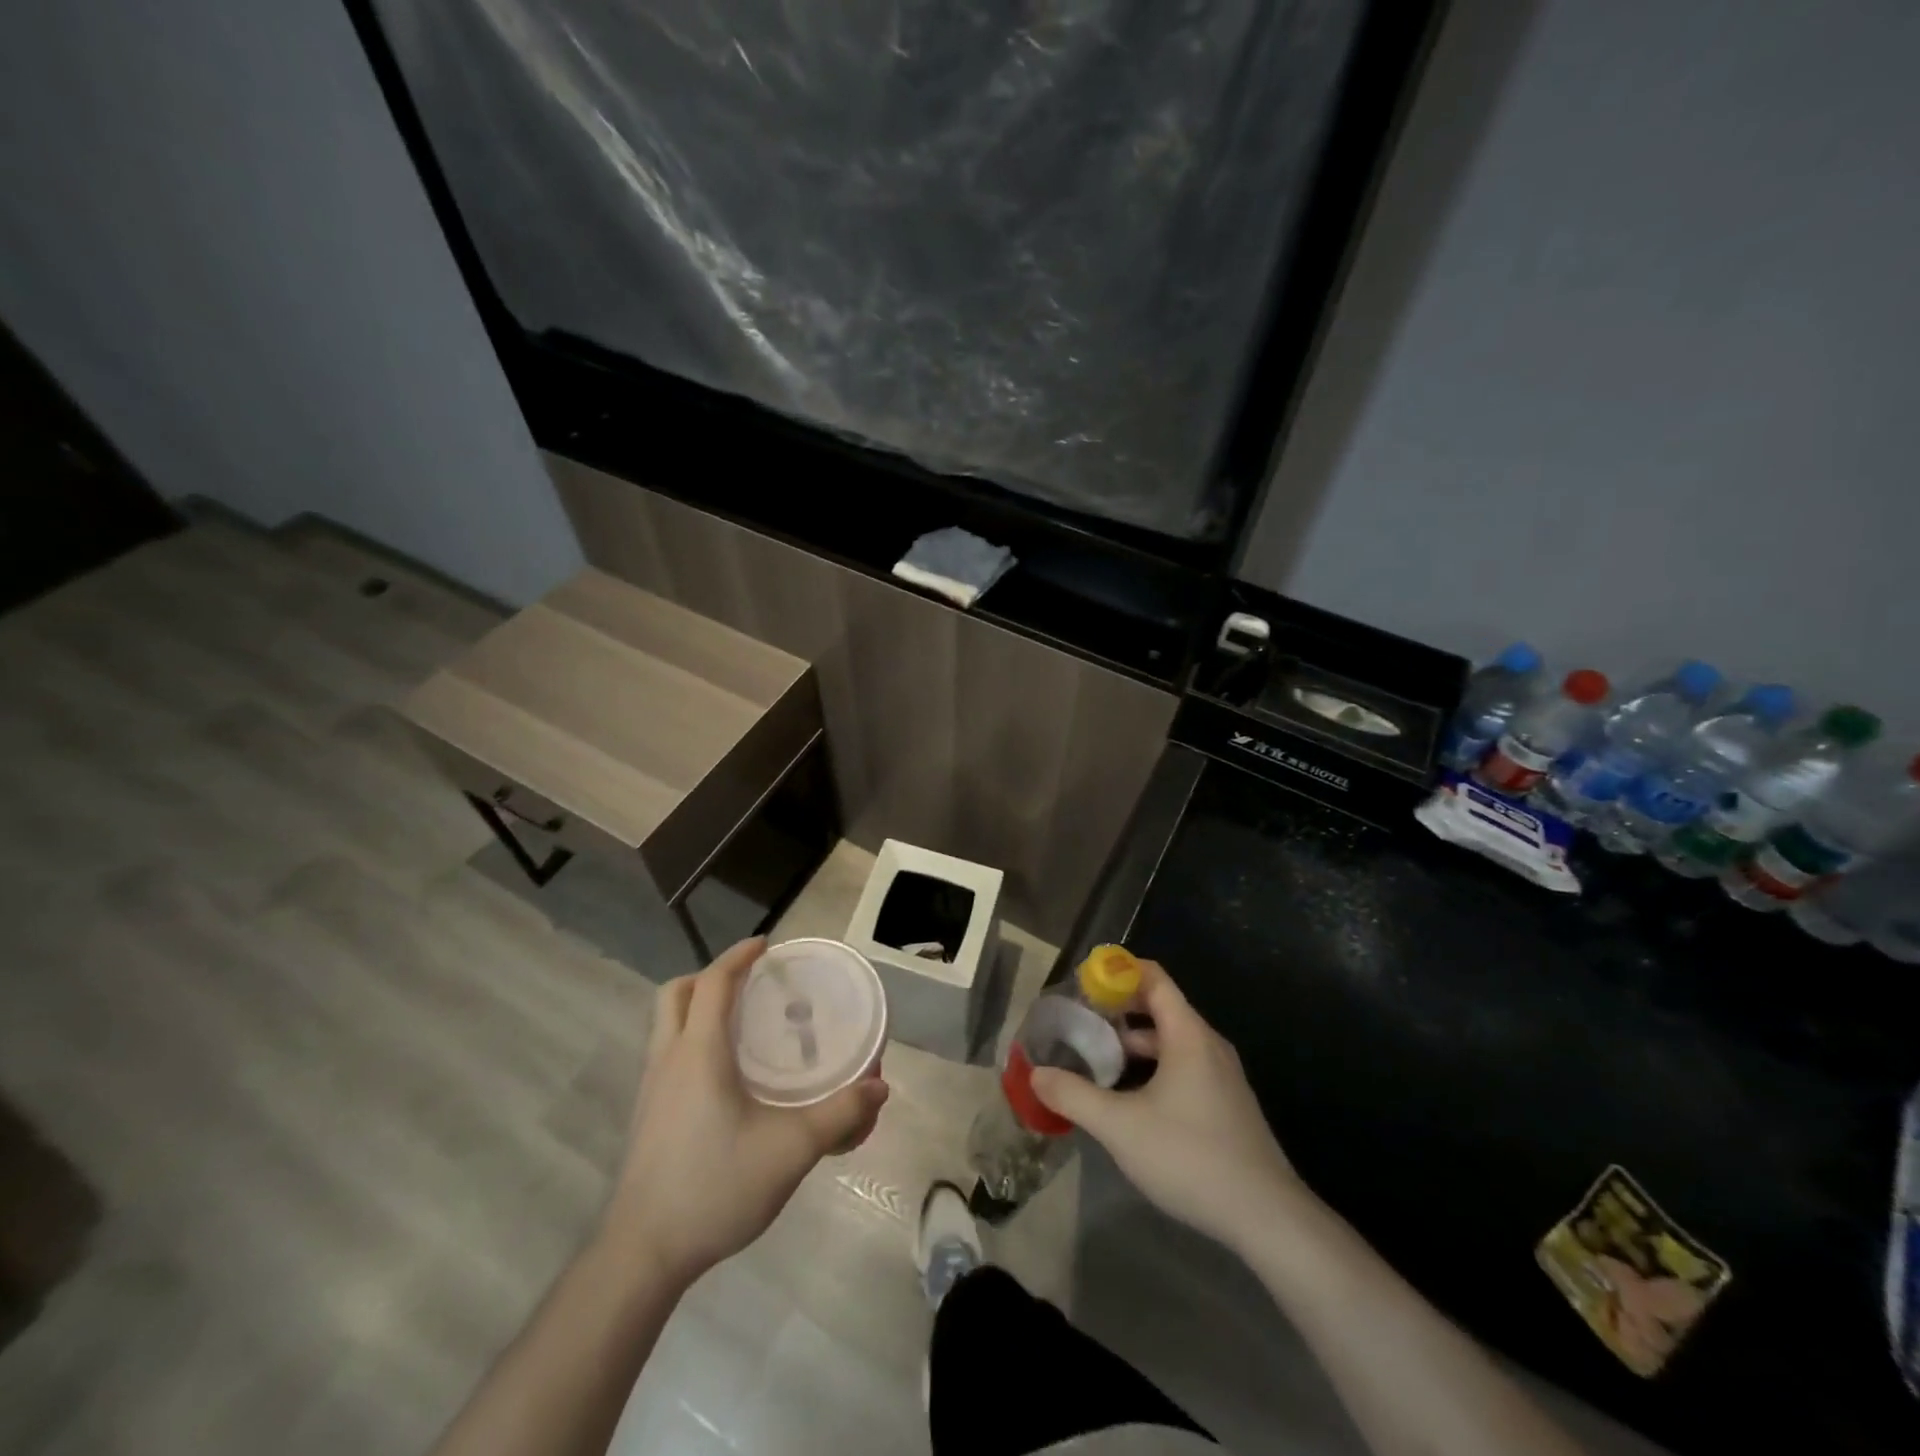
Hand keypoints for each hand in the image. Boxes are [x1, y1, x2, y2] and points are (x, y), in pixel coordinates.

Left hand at [600, 938, 888, 1286]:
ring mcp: (650, 1089)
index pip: (714, 983)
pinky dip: (691, 1039)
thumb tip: (879, 1088)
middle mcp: (668, 1059)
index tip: (767, 945)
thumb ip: (839, 1116)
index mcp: (698, 1053)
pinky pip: (666, 1053)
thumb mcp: (790, 1151)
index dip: (738, 956)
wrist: (643, 1255)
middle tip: (749, 983)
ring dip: (697, 1007)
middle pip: (676, 993)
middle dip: (710, 976)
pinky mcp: (646, 1116)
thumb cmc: (714, 1187)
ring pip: (665, 1023)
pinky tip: (724, 1075)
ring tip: (740, 1023)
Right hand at [1030, 959, 1298, 1253]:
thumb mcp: (1120, 1126)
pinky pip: (1183, 1066)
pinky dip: (1152, 1067)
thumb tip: (1037, 1074)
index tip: (1083, 982)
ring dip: (1133, 1044)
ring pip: (1170, 1041)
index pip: (1153, 978)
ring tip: (1096, 1060)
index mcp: (1188, 1035)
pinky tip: (1129, 1098)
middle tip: (1079, 1022)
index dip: (1117, 972)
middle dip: (1118, 1010)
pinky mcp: (1226, 1104)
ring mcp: (1221, 1076)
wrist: (1267, 1218)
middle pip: (1160, 1007)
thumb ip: (1074, 1096)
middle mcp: (1207, 1045)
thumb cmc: (1190, 1156)